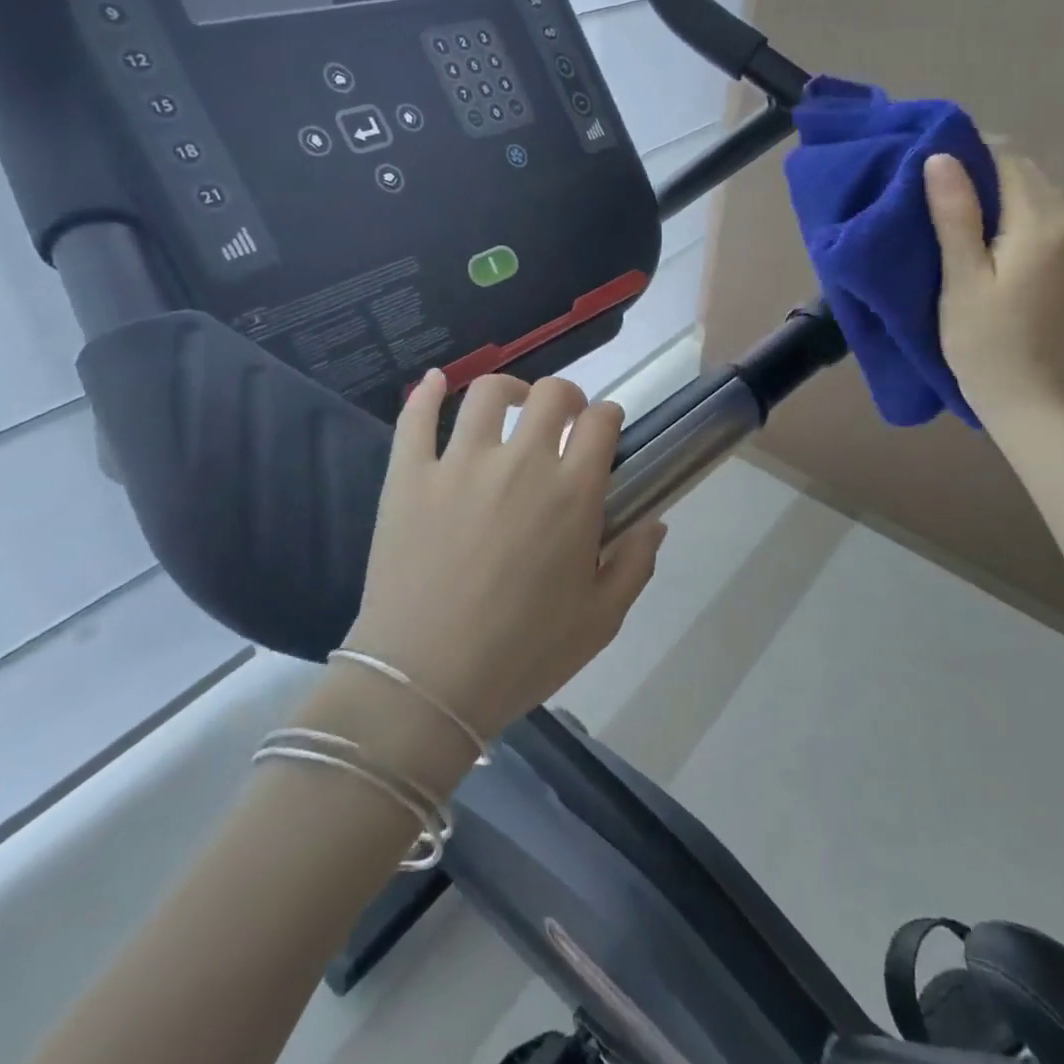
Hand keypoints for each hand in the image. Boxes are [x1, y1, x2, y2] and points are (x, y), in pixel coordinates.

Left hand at [343, 371, 666, 737]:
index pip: (600, 422)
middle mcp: (520, 462)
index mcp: (571, 492)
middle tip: (563, 421)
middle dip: (567, 397)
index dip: (608, 417)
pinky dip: (426, 392)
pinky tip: (436, 381)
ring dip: (508, 390)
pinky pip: (415, 418)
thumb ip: (635, 564)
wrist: (425, 683)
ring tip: (511, 405)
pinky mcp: (408, 476)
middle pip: (551, 394)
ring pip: (487, 394)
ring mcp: (459, 464)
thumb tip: (654, 522)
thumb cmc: (523, 654)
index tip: (605, 431)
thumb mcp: (601, 620)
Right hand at [924, 150, 1063, 428]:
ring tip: (949, 205)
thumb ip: (955, 215)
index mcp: (1041, 226)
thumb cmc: (981, 340)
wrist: (1022, 394)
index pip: (1007, 162)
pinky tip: (979, 229)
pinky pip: (1039, 213)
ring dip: (994, 188)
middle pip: (1024, 172)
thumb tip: (941, 157)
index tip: (927, 162)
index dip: (967, 153)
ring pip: (1032, 191)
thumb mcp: (960, 278)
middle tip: (932, 184)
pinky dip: (1009, 209)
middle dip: (980, 168)